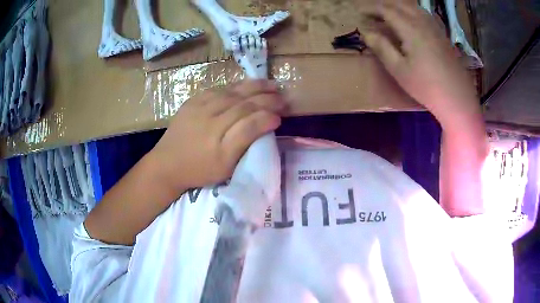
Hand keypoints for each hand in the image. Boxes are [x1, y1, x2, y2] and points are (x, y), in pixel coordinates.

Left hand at [148, 80, 286, 192]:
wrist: (166, 163)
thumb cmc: (199, 170)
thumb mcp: (225, 166)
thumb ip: (246, 141)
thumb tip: (269, 121)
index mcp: (219, 138)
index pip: (250, 120)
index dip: (268, 115)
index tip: (281, 116)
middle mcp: (210, 117)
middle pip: (244, 102)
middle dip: (267, 98)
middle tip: (283, 97)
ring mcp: (200, 106)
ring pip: (232, 91)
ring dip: (255, 87)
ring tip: (271, 85)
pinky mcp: (192, 100)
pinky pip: (218, 88)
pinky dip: (235, 86)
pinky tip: (246, 85)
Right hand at [361, 2, 479, 126]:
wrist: (457, 100)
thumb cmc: (427, 87)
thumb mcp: (399, 70)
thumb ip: (382, 48)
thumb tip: (366, 33)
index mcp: (411, 29)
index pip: (386, 10)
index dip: (371, 9)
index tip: (359, 13)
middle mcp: (423, 22)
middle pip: (400, 5)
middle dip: (384, 5)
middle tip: (372, 13)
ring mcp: (435, 28)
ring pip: (414, 7)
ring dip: (398, 6)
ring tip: (389, 14)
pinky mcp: (443, 35)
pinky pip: (424, 15)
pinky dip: (412, 12)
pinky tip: (411, 19)